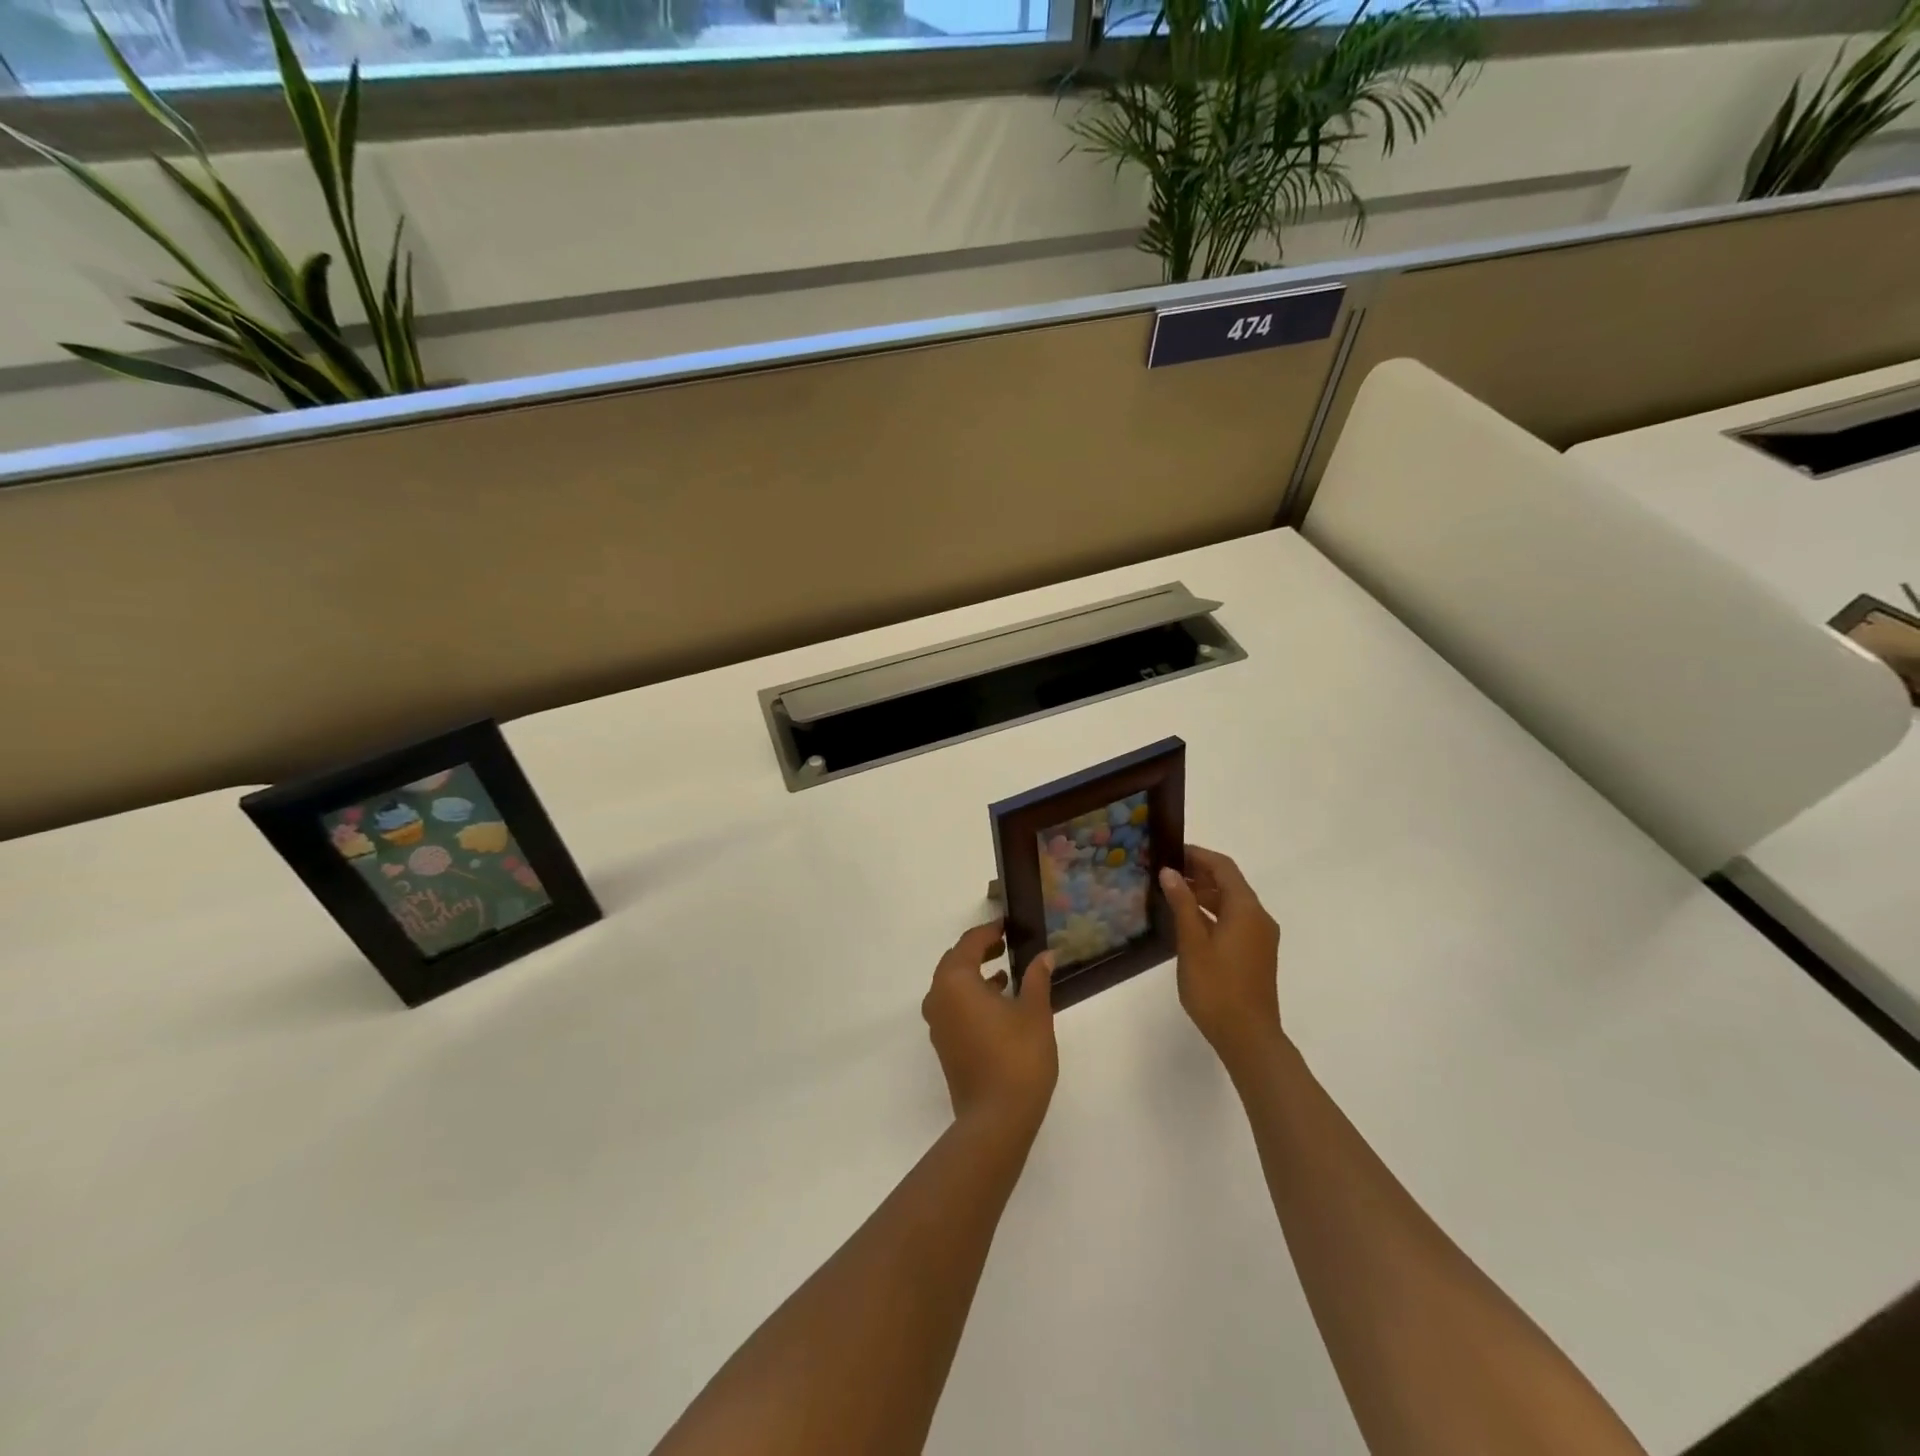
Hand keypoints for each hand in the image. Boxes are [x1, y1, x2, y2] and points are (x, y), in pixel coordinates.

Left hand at [921, 921, 1057, 1132]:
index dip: (989, 931)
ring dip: (976, 975)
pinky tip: (1000, 1002)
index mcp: (955, 981)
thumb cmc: (1017, 1057)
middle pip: (955, 962)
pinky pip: (954, 1006)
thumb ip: (1037, 978)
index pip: (969, 944)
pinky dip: (972, 996)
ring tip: (1006, 972)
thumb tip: (1045, 955)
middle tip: (1005, 944)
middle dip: (979, 951)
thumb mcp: (1035, 1012)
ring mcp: (938, 1024)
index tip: (1008, 925)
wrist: (997, 1119)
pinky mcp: (944, 1044)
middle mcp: (938, 998)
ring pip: (953, 986)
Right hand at [1159, 845, 1282, 1071]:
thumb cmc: (1217, 988)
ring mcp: (1260, 937)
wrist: (1249, 1037)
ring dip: (1204, 894)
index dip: (1198, 855)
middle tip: (1165, 872)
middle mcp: (1258, 917)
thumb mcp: (1192, 943)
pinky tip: (1188, 922)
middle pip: (1230, 883)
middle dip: (1199, 873)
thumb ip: (1182, 904)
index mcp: (1246, 909)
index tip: (1170, 851)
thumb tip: (1170, 872)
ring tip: (1171, 894)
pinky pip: (1234, 920)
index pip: (1223, 867)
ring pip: (1232, 903)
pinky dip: (1212, 912)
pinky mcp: (1256, 953)